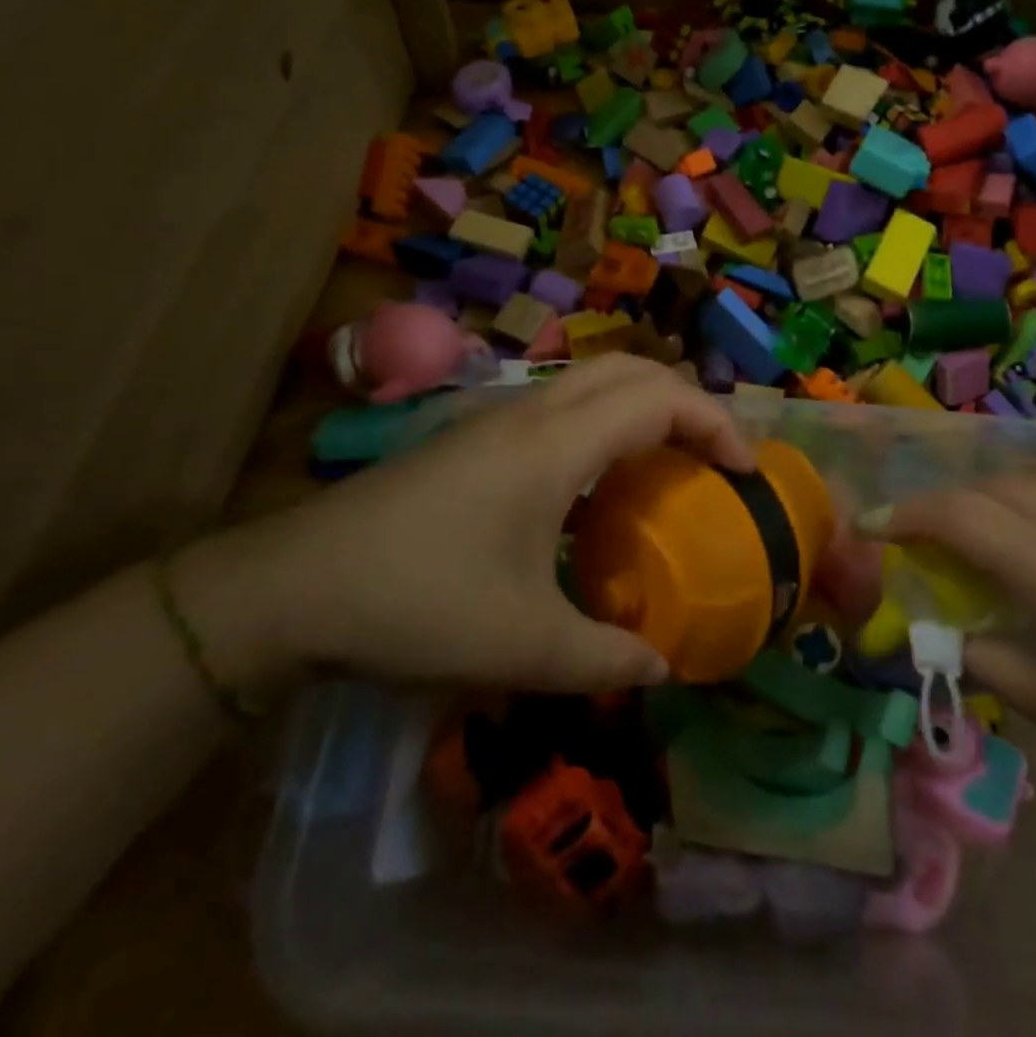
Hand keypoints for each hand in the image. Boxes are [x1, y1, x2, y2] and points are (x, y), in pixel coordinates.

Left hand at [182, 356, 753, 695]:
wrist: (290, 587)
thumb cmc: (415, 604)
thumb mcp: (522, 645)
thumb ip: (606, 656)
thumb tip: (665, 666)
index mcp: (555, 445)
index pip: (659, 399)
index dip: (716, 424)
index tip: (745, 472)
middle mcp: (531, 413)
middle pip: (631, 371)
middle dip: (687, 402)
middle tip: (715, 460)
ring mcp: (497, 418)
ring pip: (592, 380)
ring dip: (644, 406)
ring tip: (669, 464)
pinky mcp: (473, 436)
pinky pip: (562, 405)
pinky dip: (605, 421)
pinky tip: (597, 484)